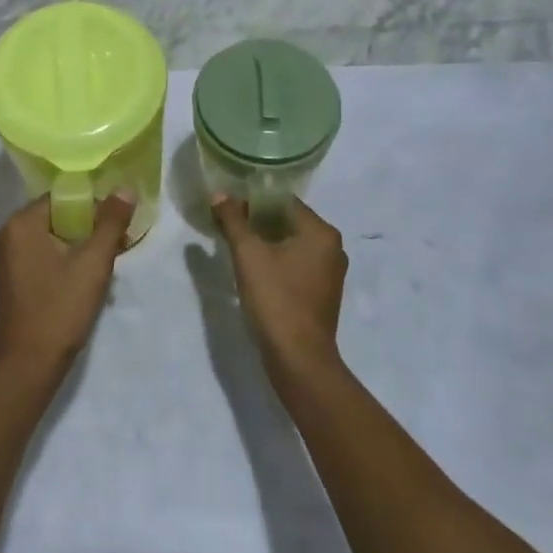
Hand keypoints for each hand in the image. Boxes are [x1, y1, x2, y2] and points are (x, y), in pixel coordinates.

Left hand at [0, 191, 134, 383]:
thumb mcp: (93, 263)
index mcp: (21, 223)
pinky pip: (45, 254)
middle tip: (119, 244)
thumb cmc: (60, 309)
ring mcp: (9, 257)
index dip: (94, 206)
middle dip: (90, 227)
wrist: (29, 367)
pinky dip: (67, 259)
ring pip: (54, 237)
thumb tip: (126, 188)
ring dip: (81, 246)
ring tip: (107, 263)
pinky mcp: (14, 278)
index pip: (63, 197)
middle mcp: (9, 234)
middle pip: (58, 216)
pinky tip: (87, 278)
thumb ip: (111, 222)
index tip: (118, 224)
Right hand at [211, 194, 347, 387]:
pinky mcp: (322, 293)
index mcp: (321, 232)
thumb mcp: (248, 254)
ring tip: (236, 245)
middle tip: (227, 224)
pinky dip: (276, 260)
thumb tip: (219, 194)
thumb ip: (233, 220)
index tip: (228, 206)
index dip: (253, 200)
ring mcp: (330, 273)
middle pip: (288, 221)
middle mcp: (332, 248)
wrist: (298, 359)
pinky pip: (296, 264)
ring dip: (265, 241)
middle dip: (257, 220)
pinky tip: (253, 269)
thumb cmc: (276, 298)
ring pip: (291, 244)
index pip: (283, 201)